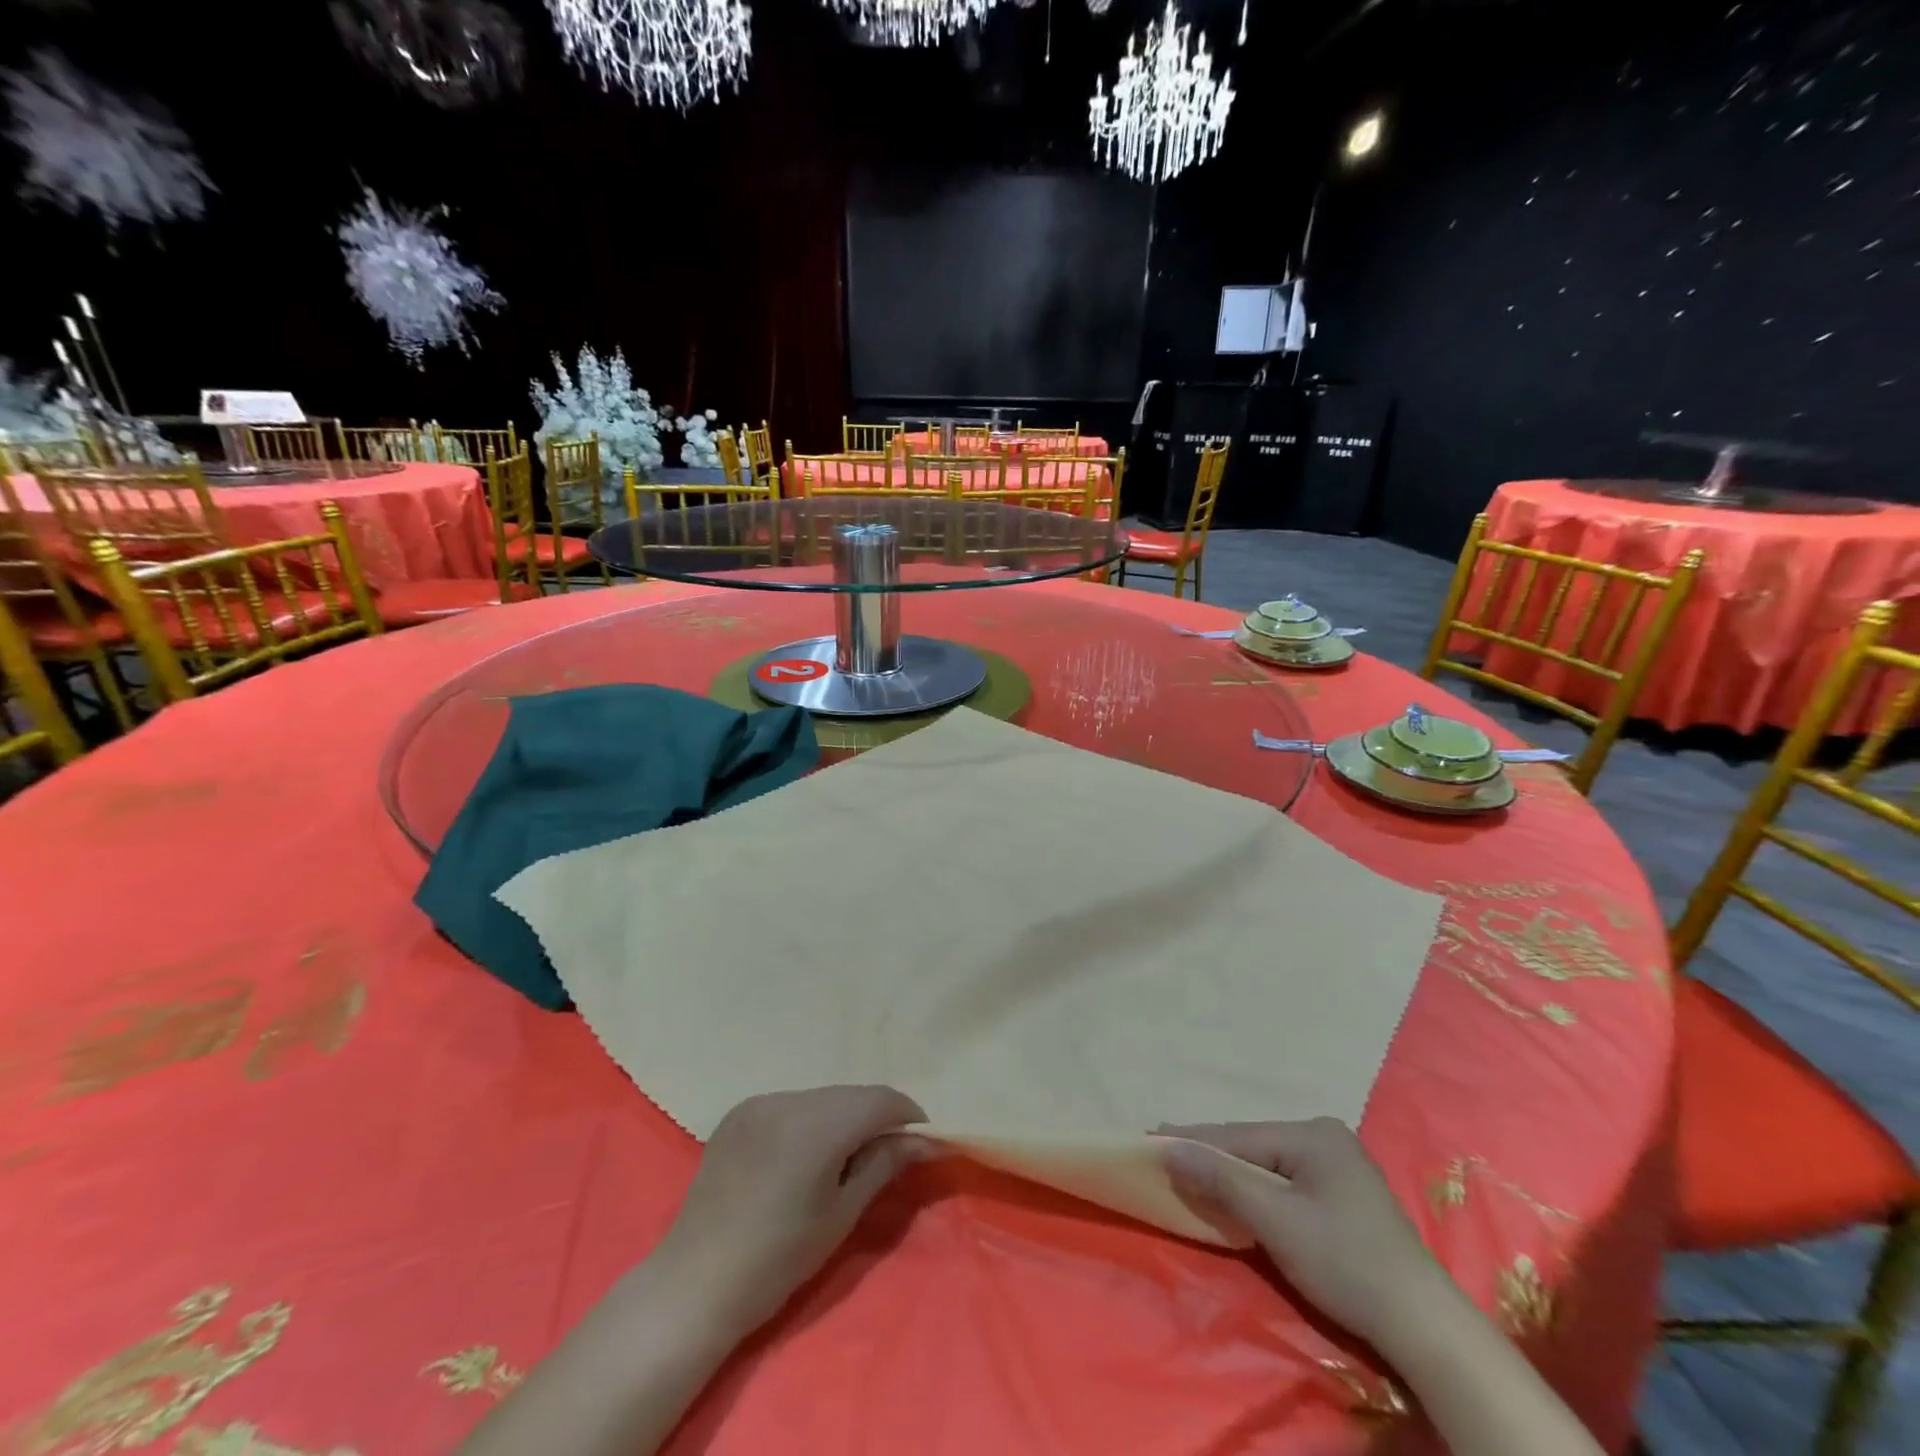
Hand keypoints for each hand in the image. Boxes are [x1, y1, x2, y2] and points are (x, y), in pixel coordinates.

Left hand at [648, 1085, 931, 1342]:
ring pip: (821, 1098)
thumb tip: (924, 1141)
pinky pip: (790, 1105)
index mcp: (817, 1124)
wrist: (695, 1282)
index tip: (923, 1140)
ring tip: (843, 1157)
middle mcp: (789, 1099)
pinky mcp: (739, 1112)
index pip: (879, 1099)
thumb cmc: (778, 1259)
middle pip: (850, 1095)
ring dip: (841, 1117)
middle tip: (887, 1152)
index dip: (907, 1115)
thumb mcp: (841, 1214)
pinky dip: (808, 1120)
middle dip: (875, 1117)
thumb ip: (884, 1164)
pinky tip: (802, 1155)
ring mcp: (760, 1102)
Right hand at [1157, 1118, 1455, 1355]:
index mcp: (1313, 1133)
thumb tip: (1169, 1148)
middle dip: (1210, 1156)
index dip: (1192, 1140)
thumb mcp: (1276, 1220)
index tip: (1150, 1137)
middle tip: (1164, 1156)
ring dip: (1230, 1175)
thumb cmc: (1345, 1262)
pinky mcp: (1343, 1197)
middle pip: (1252, 1147)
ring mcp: (1338, 1167)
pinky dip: (1255, 1190)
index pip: (1238, 1136)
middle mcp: (1325, 1138)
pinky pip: (1284, 1183)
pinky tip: (1233, 1193)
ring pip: (1266, 1166)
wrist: (1423, 1327)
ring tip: (1188, 1172)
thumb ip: (1221, 1179)